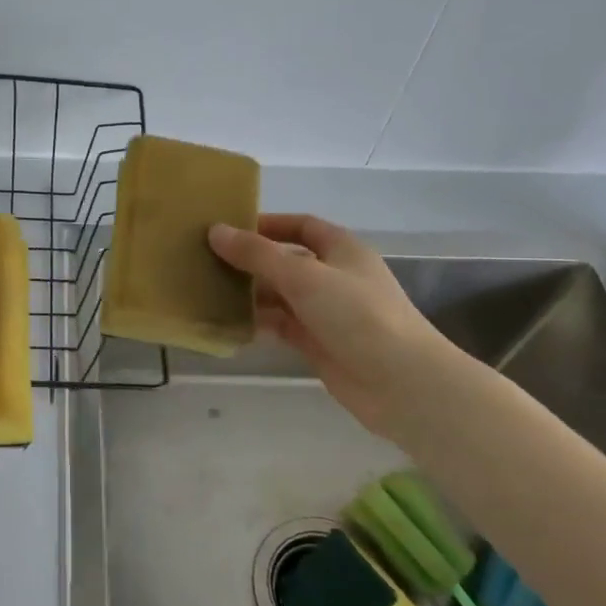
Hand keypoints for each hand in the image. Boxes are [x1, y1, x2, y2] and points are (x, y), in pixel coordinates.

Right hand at [209, 214, 453, 437]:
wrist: (399, 381)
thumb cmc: (357, 314)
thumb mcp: (304, 276)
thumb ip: (257, 254)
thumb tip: (215, 231)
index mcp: (341, 249)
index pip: (301, 226)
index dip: (267, 224)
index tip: (228, 229)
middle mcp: (334, 276)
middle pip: (286, 261)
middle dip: (251, 261)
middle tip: (206, 262)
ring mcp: (326, 312)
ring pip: (280, 295)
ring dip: (250, 294)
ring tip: (208, 292)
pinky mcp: (318, 343)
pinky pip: (280, 326)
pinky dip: (258, 323)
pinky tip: (228, 324)